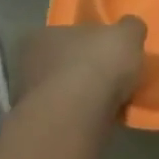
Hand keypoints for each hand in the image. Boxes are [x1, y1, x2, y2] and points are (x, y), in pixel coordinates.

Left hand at [16, 18, 146, 111]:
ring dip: (81, 97)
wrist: (76, 118)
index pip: (64, 33)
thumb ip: (130, 28)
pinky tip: (101, 120)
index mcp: (42, 36)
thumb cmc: (97, 64)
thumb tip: (130, 28)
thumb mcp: (127, 34)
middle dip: (82, 69)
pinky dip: (81, 118)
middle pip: (61, 63)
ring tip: (110, 101)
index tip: (105, 48)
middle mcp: (27, 65)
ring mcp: (28, 100)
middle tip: (109, 75)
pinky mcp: (38, 130)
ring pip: (61, 93)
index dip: (86, 40)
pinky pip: (65, 118)